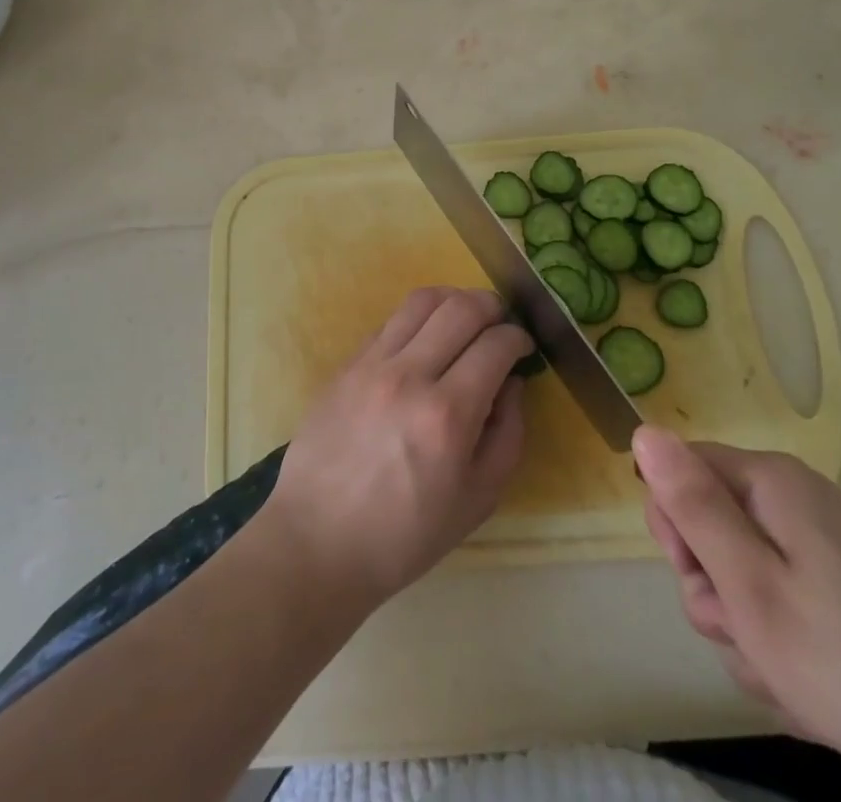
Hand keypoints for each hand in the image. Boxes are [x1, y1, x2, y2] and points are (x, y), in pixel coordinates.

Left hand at [259, 287, 531, 610]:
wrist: (317, 540)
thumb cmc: (404, 535)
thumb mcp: (477, 500)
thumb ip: (507, 435)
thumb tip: (512, 383)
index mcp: (447, 415)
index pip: (495, 345)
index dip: (518, 338)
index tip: (523, 347)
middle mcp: (409, 376)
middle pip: (461, 308)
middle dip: (492, 306)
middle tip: (500, 323)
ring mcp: (372, 364)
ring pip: (421, 300)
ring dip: (453, 300)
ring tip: (464, 318)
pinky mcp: (346, 363)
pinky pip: (390, 322)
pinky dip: (417, 320)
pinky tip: (424, 341)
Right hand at [635, 427, 840, 801]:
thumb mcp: (750, 587)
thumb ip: (692, 507)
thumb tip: (644, 430)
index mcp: (769, 482)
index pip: (678, 471)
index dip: (675, 527)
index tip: (704, 580)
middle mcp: (793, 499)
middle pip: (709, 525)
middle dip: (714, 589)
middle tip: (748, 633)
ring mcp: (821, 546)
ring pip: (741, 575)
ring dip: (748, 630)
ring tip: (788, 675)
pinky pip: (780, 603)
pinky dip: (782, 646)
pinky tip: (813, 688)